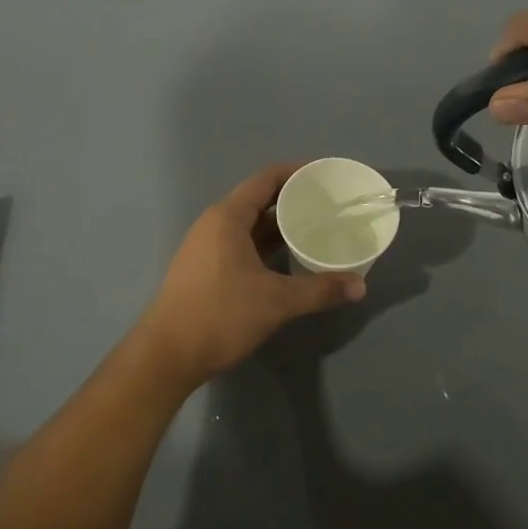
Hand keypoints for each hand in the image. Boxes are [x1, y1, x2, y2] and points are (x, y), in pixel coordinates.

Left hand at [135, 163, 366, 383]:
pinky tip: (287, 260)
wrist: (167, 354)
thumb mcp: (276, 302)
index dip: (295, 173)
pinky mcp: (203, 269)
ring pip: (248, 226)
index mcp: (227, 217)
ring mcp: (205, 247)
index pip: (265, 179)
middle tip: (327, 207)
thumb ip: (319, 290)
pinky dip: (264, 246)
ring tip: (314, 230)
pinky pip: (240, 244)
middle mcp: (213, 224)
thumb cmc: (220, 315)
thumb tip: (360, 286)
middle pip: (257, 200)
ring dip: (278, 226)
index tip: (324, 177)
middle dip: (291, 201)